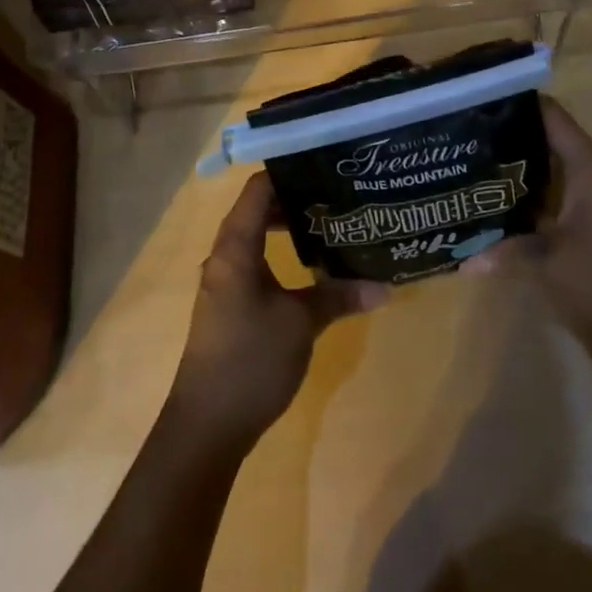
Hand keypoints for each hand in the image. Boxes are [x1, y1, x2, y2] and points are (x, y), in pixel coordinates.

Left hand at [167, 172, 390, 449]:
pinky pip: (255, 261)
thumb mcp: (301, 323)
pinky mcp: (229, 303)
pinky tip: (311, 266)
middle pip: (258, 209)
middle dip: (295, 199)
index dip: (288, 172)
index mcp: (235, 246)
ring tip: (329, 223)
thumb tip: (385, 286)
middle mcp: (224, 255)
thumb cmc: (251, 360)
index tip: (324, 165)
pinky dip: (279, 253)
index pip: (258, 189)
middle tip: (336, 194)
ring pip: (256, 236)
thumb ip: (339, 296)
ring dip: (288, 228)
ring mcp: (224, 280)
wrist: (207, 425)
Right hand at [464, 99, 591, 349]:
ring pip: (576, 169)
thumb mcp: (554, 265)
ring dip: (545, 172)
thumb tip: (466, 259)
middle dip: (524, 143)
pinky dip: (563, 196)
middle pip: (561, 140)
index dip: (518, 104)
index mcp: (590, 164)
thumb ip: (511, 253)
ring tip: (504, 180)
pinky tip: (538, 219)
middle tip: (484, 149)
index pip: (551, 115)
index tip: (482, 105)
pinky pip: (588, 192)